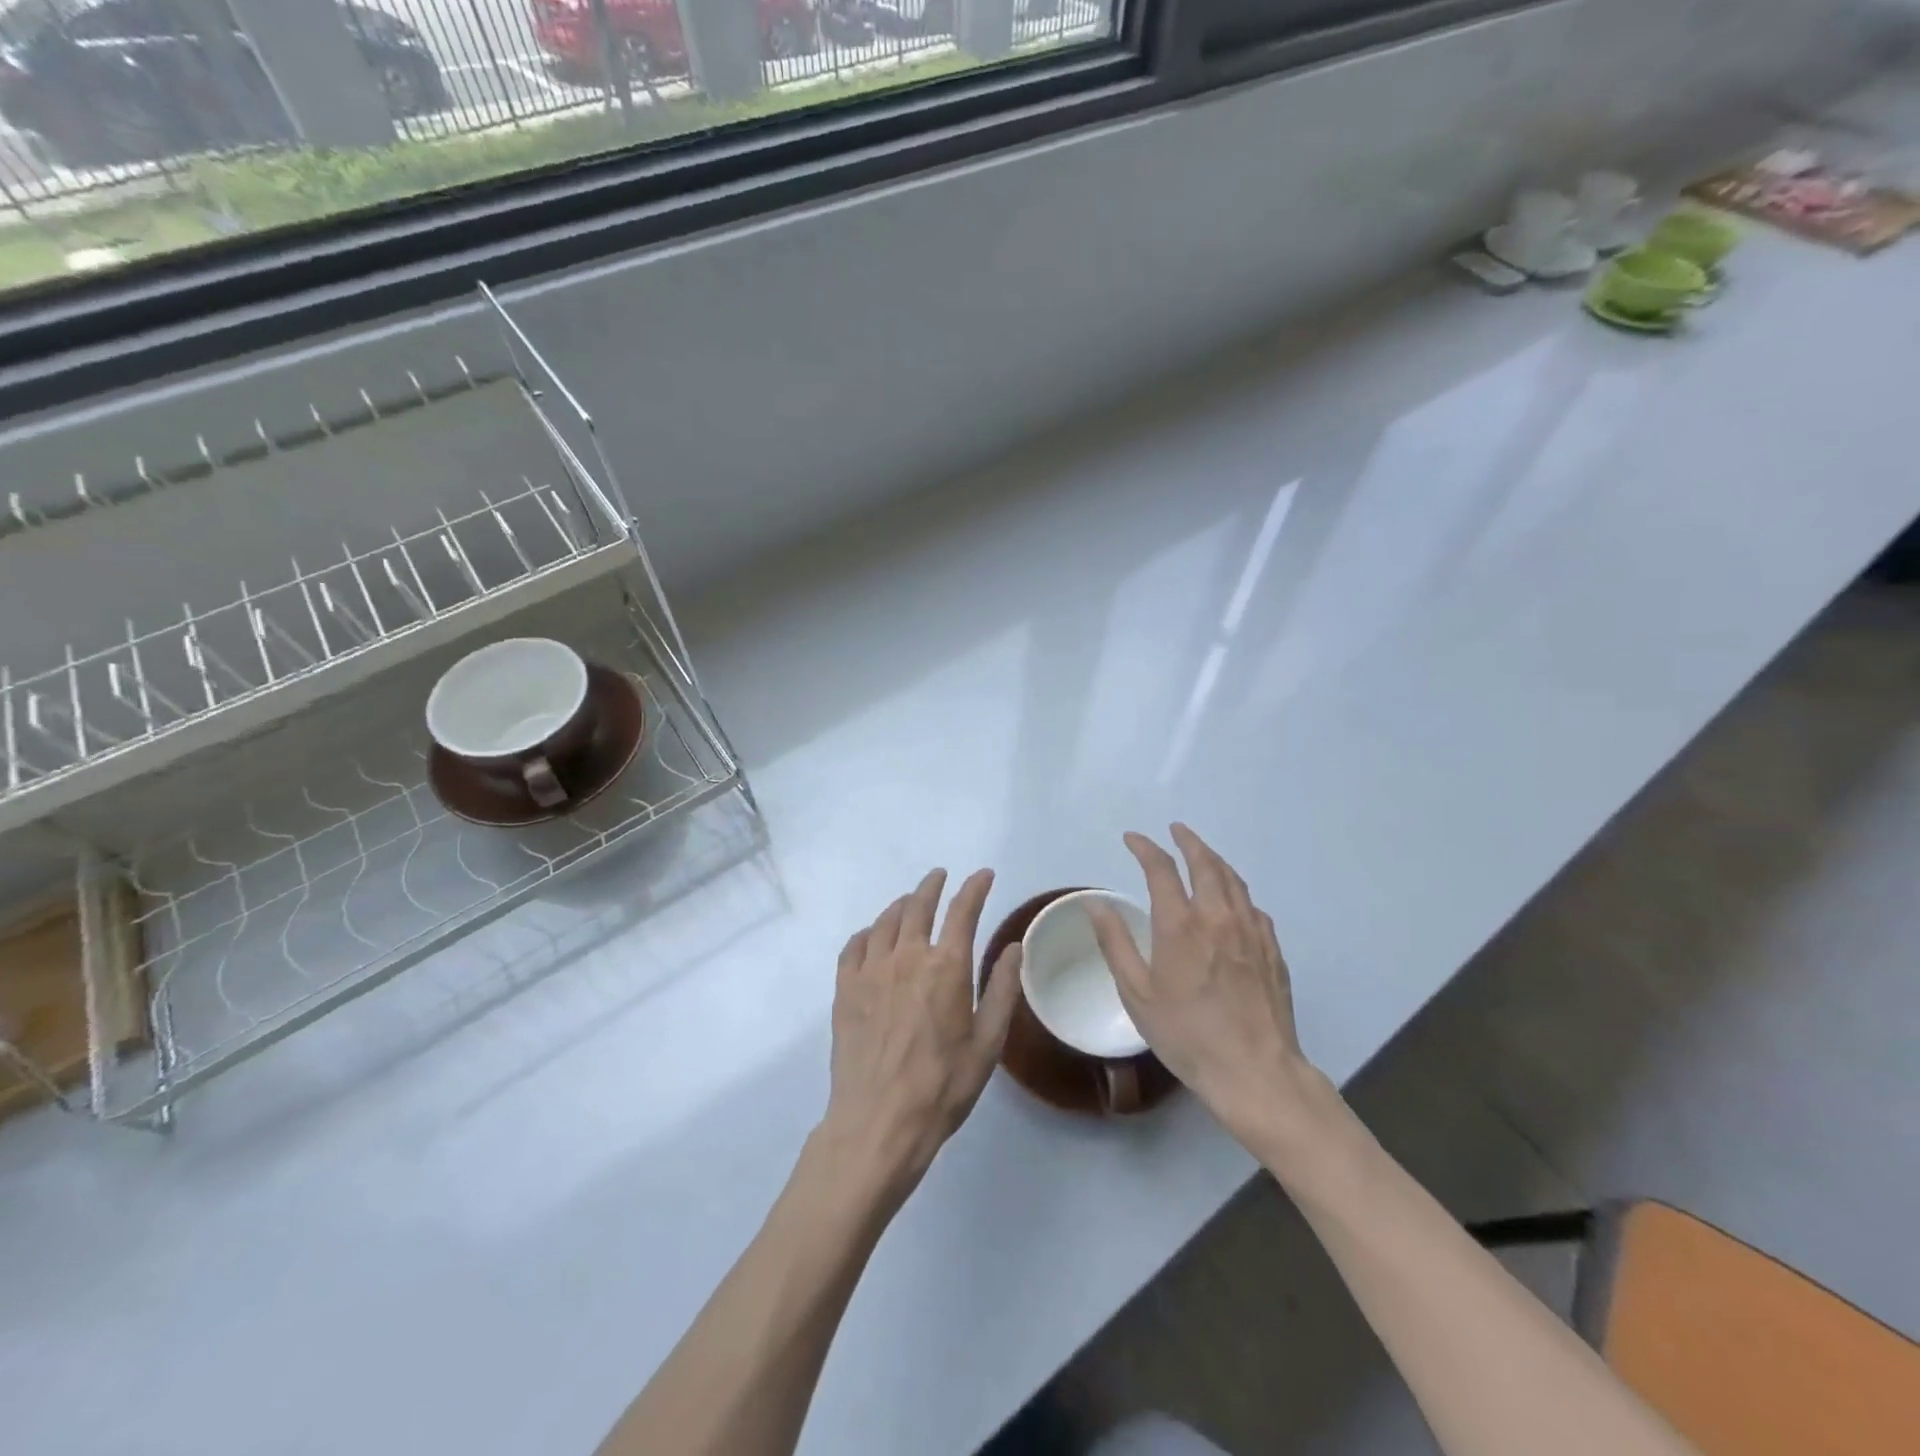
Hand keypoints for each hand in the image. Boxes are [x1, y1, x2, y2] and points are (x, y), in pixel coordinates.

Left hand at [821, 868, 1022, 1200]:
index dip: (975, 888)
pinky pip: (854, 945)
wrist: (878, 1122)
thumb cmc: (942, 1087)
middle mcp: (907, 957)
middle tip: (940, 877)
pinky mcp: (845, 988)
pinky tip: (872, 937)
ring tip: (910, 903)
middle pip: (918, 905)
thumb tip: (1014, 945)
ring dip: (902, 905)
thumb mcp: (988, 1043)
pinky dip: (868, 933)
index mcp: (946, 967)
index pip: (963, 911)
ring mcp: (871, 970)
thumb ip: (1003, 989)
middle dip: (932, 886)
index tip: (984, 875)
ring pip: (886, 921)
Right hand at [1086, 824, 1326, 1147]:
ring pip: (1234, 880)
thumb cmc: (1186, 1035)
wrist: (1255, 1072)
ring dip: (1215, 860)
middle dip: (1188, 840)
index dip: (1145, 848)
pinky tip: (1233, 901)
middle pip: (1206, 863)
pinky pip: (1253, 907)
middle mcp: (1218, 918)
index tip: (1132, 838)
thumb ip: (1115, 943)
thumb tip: (1095, 903)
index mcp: (1180, 925)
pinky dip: (1237, 892)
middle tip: (1176, 830)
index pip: (1161, 869)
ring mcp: (1251, 932)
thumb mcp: (1136, 993)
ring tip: (1203, 854)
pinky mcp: (1272, 950)